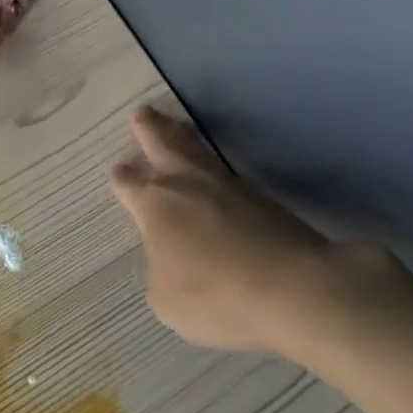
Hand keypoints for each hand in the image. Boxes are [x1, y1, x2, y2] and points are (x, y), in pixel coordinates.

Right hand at [110, 106, 412, 364]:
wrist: (294, 288)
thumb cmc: (217, 296)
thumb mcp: (167, 299)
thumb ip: (159, 270)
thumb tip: (169, 256)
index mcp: (154, 205)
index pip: (129, 183)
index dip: (122, 178)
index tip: (118, 171)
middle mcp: (184, 183)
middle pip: (162, 144)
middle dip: (150, 129)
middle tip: (143, 114)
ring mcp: (224, 185)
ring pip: (196, 149)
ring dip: (181, 135)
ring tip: (177, 126)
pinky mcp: (258, 195)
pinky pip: (223, 169)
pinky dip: (210, 161)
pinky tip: (211, 167)